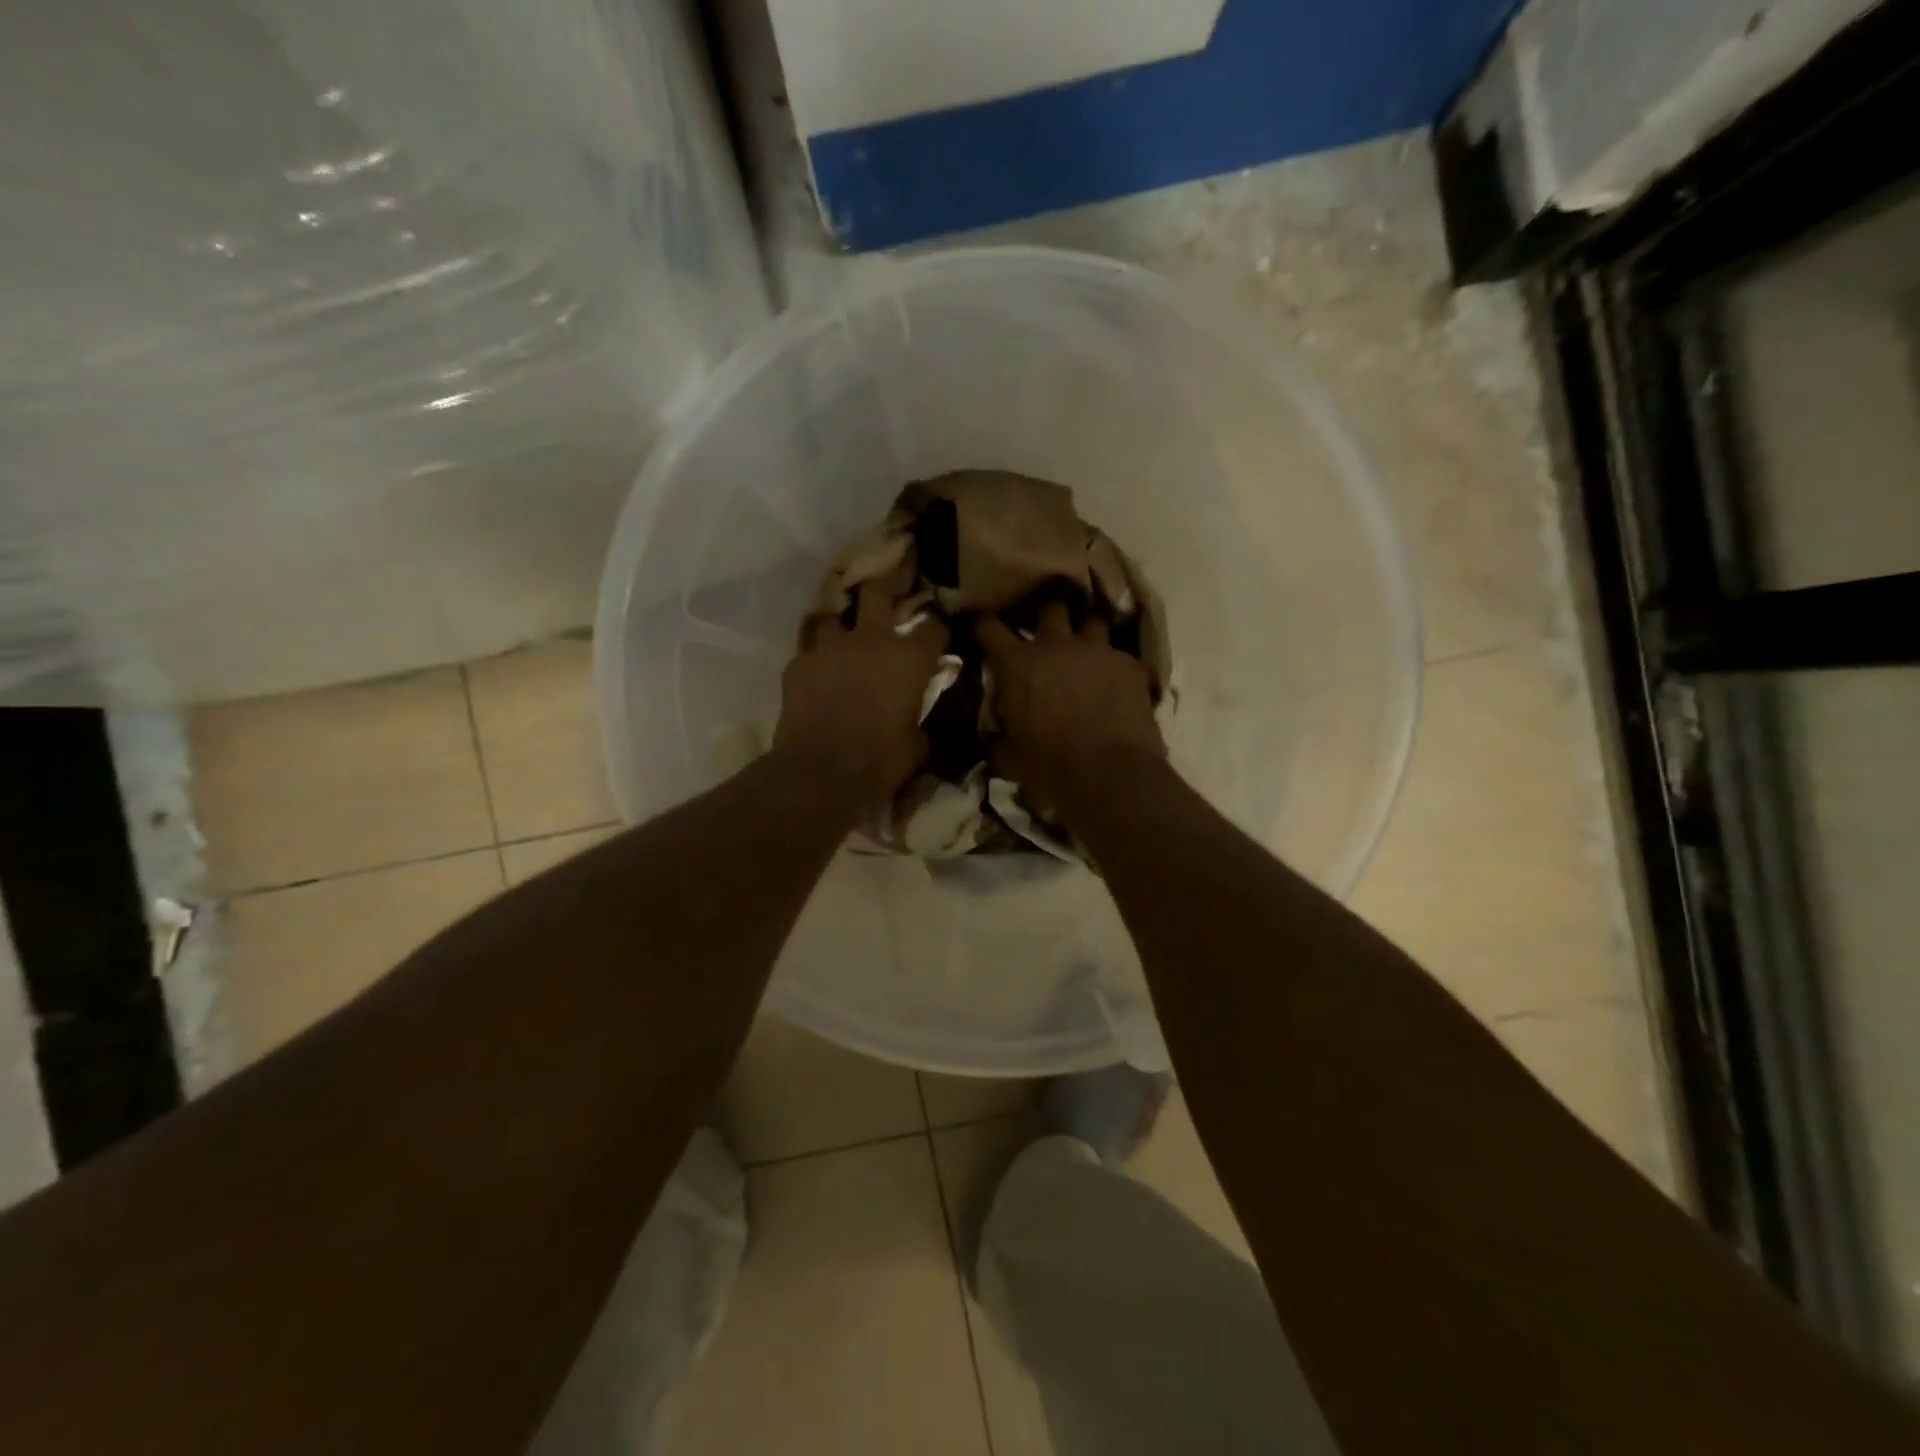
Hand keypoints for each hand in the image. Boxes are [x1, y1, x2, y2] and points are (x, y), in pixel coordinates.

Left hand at [774, 580, 949, 804]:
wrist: (818, 773)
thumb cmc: (879, 762)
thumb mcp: (916, 747)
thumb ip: (918, 721)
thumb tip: (914, 721)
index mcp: (909, 659)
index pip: (933, 628)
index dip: (938, 633)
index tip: (938, 641)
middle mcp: (870, 640)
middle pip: (878, 591)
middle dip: (887, 586)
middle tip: (890, 590)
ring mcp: (829, 648)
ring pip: (833, 618)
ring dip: (841, 626)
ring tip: (843, 640)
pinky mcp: (797, 664)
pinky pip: (809, 651)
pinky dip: (817, 659)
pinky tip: (817, 675)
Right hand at [976, 600, 1163, 810]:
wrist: (1111, 775)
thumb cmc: (1050, 768)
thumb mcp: (1010, 756)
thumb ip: (1002, 734)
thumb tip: (999, 734)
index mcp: (1017, 665)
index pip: (990, 627)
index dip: (983, 623)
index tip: (981, 624)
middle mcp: (1055, 645)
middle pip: (1051, 609)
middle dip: (1047, 618)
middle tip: (1048, 635)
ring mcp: (1096, 650)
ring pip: (1091, 622)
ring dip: (1085, 633)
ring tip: (1086, 650)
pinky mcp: (1129, 664)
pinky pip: (1119, 654)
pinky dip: (1113, 664)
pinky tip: (1116, 682)